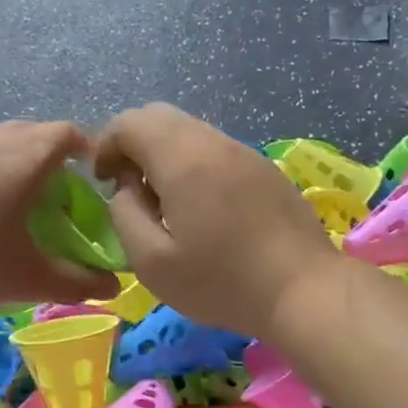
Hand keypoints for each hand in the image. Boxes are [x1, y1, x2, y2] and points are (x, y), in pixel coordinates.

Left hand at [0, 120, 121, 308]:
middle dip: (56, 173)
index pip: (73, 136)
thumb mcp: (22, 277)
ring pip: (2, 151)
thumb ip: (73, 281)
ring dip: (17, 178)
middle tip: (58, 214)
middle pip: (38, 141)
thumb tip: (112, 287)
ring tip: (14, 223)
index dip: (91, 158)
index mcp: (29, 154)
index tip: (94, 192)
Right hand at [92, 103, 340, 339]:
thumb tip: (125, 188)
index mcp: (182, 159)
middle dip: (132, 143)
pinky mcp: (264, 168)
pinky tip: (201, 206)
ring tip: (164, 200)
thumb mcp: (152, 263)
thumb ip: (124, 215)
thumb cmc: (222, 282)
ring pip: (190, 130)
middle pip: (159, 116)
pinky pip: (216, 149)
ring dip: (164, 153)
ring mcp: (244, 152)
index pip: (129, 122)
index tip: (103, 182)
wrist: (304, 291)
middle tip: (129, 186)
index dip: (105, 145)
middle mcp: (213, 143)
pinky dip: (193, 163)